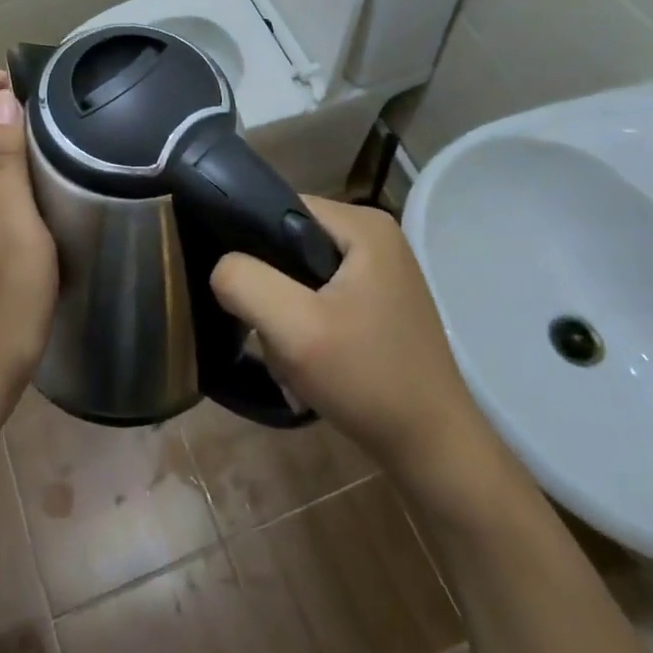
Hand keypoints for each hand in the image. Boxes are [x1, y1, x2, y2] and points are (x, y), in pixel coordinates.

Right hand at [210, 198, 496, 482]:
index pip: (280, 205)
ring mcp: (380, 270)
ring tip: (292, 351)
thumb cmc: (367, 379)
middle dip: (269, 285)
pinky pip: (321, 294)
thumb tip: (221, 266)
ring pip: (301, 272)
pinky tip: (309, 357)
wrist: (432, 448)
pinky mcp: (378, 301)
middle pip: (290, 240)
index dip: (249, 240)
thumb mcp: (294, 329)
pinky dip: (306, 322)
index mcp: (364, 224)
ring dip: (285, 310)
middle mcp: (375, 236)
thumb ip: (244, 283)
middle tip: (270, 330)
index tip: (237, 286)